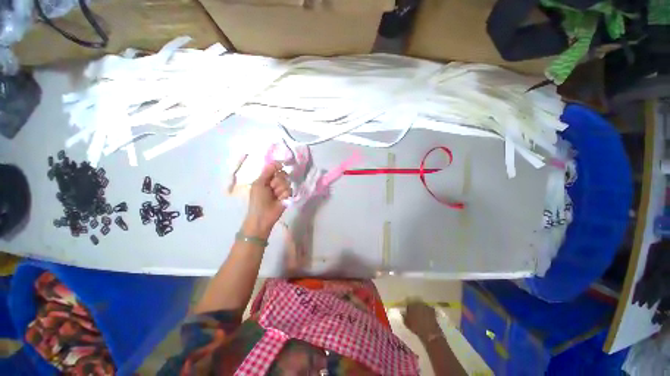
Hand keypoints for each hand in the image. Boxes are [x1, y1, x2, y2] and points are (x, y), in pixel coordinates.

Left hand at [244, 162, 291, 238]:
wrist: (263, 216)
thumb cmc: (257, 199)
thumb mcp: (259, 183)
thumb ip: (268, 171)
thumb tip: (279, 163)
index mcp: (266, 178)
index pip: (275, 168)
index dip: (278, 166)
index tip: (281, 166)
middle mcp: (275, 182)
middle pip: (283, 174)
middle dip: (277, 181)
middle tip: (271, 188)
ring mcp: (282, 189)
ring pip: (287, 182)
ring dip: (280, 189)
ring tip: (275, 196)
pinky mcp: (288, 196)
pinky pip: (290, 190)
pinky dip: (284, 195)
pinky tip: (280, 200)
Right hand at [403, 300, 441, 339]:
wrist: (429, 332)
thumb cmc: (416, 328)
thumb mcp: (407, 324)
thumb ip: (404, 317)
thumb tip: (403, 313)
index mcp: (410, 306)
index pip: (408, 306)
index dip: (409, 310)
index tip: (409, 314)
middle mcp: (418, 304)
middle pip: (415, 305)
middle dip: (415, 309)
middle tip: (415, 314)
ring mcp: (425, 306)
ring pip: (422, 306)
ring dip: (421, 310)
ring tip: (421, 316)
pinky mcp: (432, 310)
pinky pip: (428, 309)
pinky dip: (428, 312)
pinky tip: (427, 316)